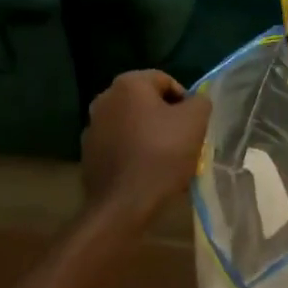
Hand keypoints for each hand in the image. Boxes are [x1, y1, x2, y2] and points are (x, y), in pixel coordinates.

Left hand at [80, 70, 211, 224]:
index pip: (166, 81)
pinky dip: (133, 153)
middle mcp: (105, 98)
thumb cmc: (161, 155)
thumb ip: (200, 101)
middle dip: (166, 119)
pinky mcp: (88, 154)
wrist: (122, 206)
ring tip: (166, 161)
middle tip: (183, 142)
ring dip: (149, 136)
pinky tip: (146, 173)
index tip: (193, 126)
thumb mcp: (195, 121)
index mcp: (128, 84)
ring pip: (132, 125)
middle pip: (147, 102)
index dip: (185, 101)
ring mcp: (92, 127)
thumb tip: (194, 102)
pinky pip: (119, 145)